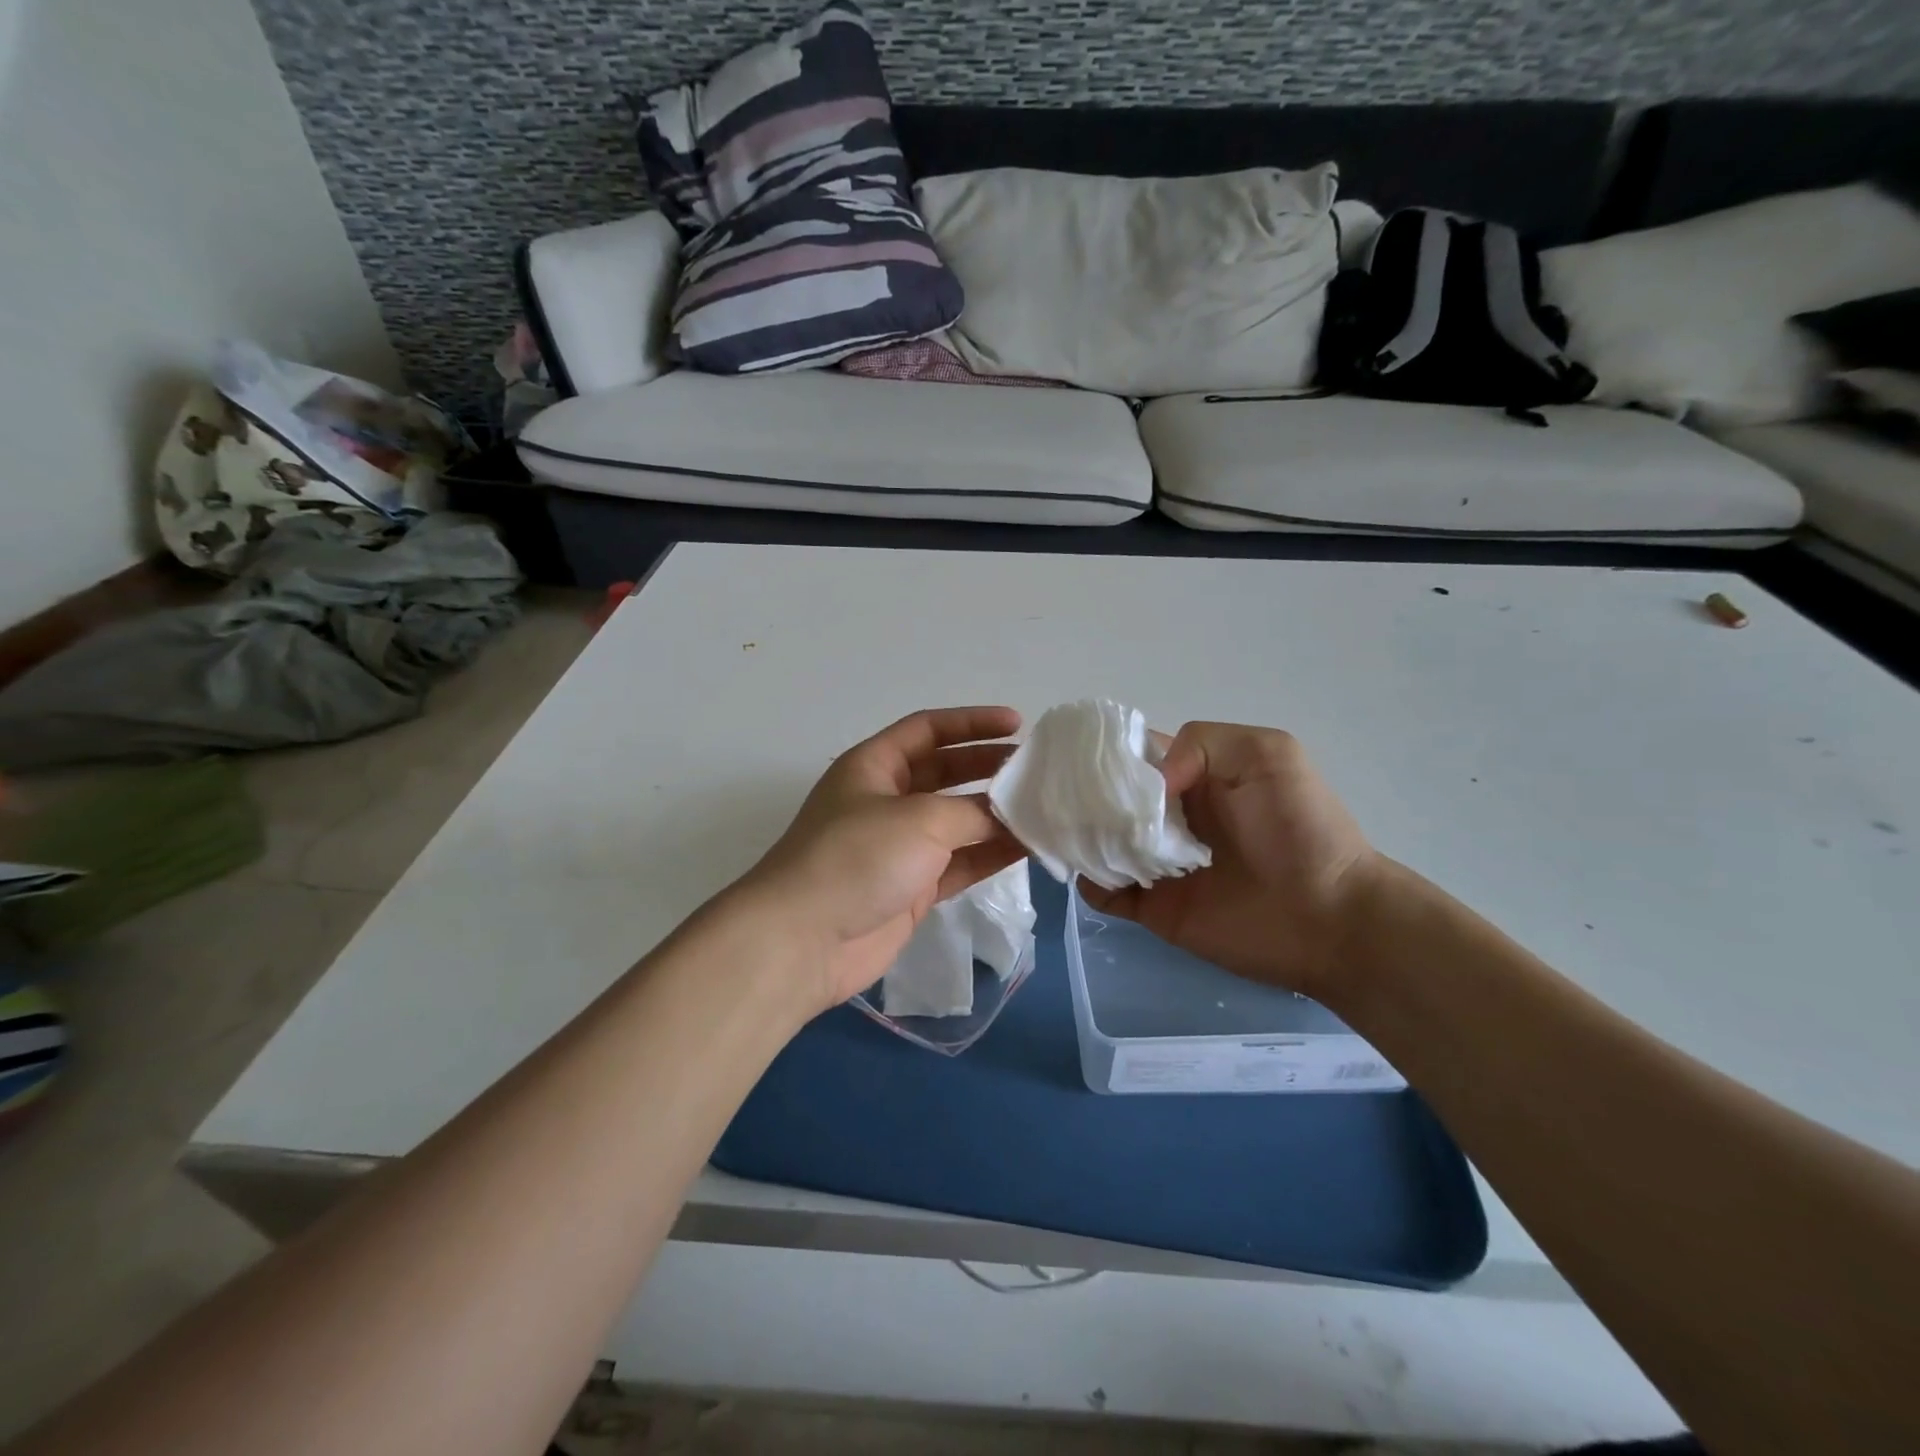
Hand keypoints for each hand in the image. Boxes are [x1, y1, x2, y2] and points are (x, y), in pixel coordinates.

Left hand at [735, 707, 1024, 1014]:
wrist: (805, 940)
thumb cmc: (857, 858)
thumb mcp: (919, 819)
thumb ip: (971, 812)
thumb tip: (1010, 817)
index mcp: (874, 766)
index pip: (928, 729)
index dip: (972, 722)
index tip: (1017, 724)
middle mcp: (886, 800)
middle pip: (946, 772)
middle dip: (989, 767)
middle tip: (1037, 769)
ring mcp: (899, 847)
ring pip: (956, 820)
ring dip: (996, 814)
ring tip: (1044, 807)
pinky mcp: (912, 888)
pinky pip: (960, 863)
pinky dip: (990, 855)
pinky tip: (1028, 847)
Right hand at [1079, 723, 1382, 999]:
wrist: (1331, 918)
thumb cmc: (1301, 829)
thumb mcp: (1267, 754)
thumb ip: (1201, 744)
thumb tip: (1148, 785)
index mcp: (1189, 775)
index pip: (1133, 757)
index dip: (1104, 754)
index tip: (1071, 755)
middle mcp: (1165, 816)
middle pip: (1107, 800)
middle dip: (1081, 796)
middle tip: (1059, 798)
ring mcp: (1156, 863)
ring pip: (1099, 843)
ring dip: (1080, 838)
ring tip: (1065, 834)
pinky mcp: (1154, 908)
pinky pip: (1105, 893)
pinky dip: (1091, 883)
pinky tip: (1092, 874)